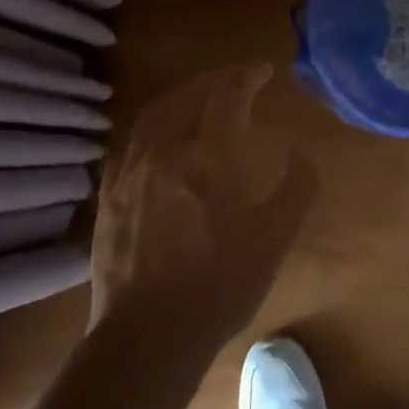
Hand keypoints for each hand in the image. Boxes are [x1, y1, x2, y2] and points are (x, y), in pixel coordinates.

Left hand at [89, 64, 317, 351]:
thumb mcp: (275, 239)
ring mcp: (131, 170)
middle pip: (188, 95)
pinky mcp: (110, 193)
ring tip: (201, 96)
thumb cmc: (219, 286)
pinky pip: (132, 139)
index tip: (264, 71)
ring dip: (182, 95)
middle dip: (216, 79)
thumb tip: (299, 148)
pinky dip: (154, 123)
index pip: (228, 95)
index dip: (247, 76)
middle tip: (237, 78)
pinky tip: (163, 134)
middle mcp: (165, 151)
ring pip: (155, 113)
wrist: (148, 336)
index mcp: (208, 157)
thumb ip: (297, 186)